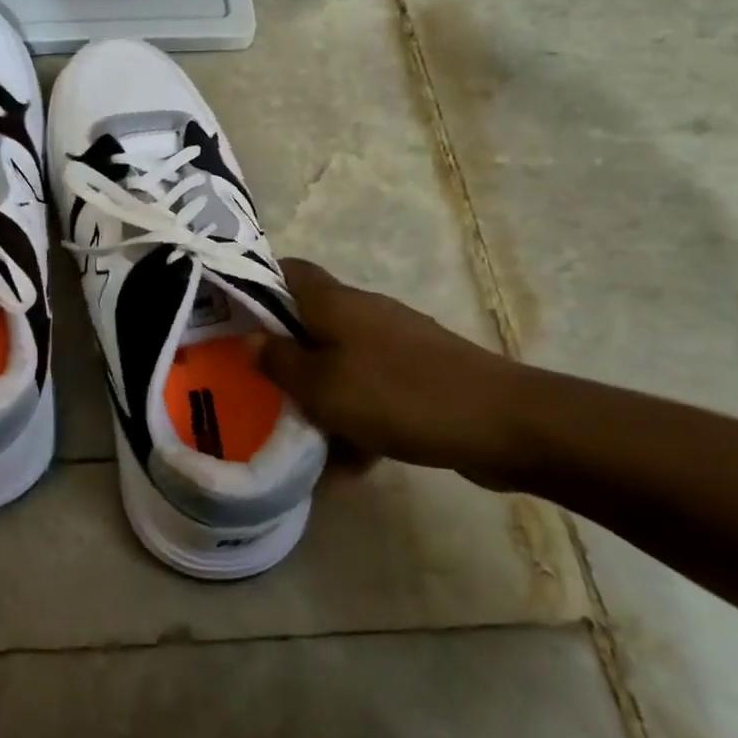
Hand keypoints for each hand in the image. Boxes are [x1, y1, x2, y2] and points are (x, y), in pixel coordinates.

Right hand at [255, 259, 530, 490]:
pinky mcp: (421, 376)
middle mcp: (364, 314)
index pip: (289, 270)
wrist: (503, 423)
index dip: (258, 286)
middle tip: (257, 386)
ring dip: (320, 397)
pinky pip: (373, 392)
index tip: (234, 319)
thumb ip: (280, 362)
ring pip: (341, 364)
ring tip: (299, 438)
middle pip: (311, 322)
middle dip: (284, 355)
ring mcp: (397, 345)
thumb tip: (252, 339)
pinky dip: (357, 420)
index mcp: (335, 303)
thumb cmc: (398, 395)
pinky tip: (349, 467)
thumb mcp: (323, 386)